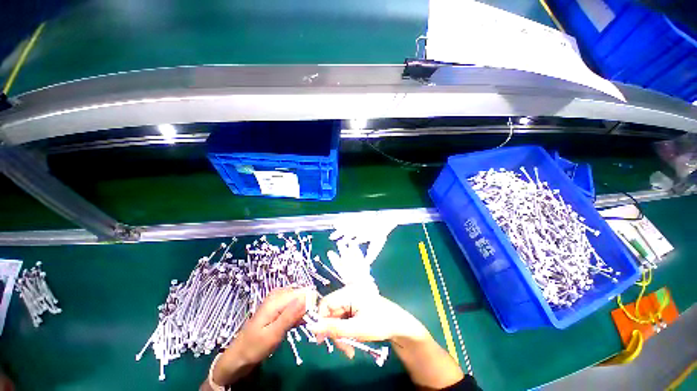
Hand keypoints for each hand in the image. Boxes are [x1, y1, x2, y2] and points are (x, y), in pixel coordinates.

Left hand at [211, 287, 313, 385]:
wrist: (238, 356)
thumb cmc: (254, 347)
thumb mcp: (274, 333)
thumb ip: (290, 315)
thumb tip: (308, 296)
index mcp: (277, 298)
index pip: (303, 292)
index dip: (311, 303)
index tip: (315, 318)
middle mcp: (278, 294)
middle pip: (302, 294)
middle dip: (308, 307)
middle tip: (309, 324)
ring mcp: (278, 300)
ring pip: (299, 300)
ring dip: (304, 312)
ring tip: (304, 325)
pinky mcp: (278, 306)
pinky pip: (294, 305)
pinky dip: (298, 314)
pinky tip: (298, 323)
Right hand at [307, 286, 429, 358]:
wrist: (399, 325)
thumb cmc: (380, 323)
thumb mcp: (356, 329)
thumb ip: (333, 329)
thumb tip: (312, 327)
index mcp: (349, 292)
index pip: (326, 302)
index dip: (321, 320)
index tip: (320, 339)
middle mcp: (348, 292)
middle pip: (331, 312)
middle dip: (334, 332)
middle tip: (343, 349)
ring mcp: (352, 299)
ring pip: (336, 318)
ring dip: (340, 335)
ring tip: (349, 350)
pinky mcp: (354, 305)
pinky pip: (343, 319)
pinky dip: (345, 332)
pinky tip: (352, 343)